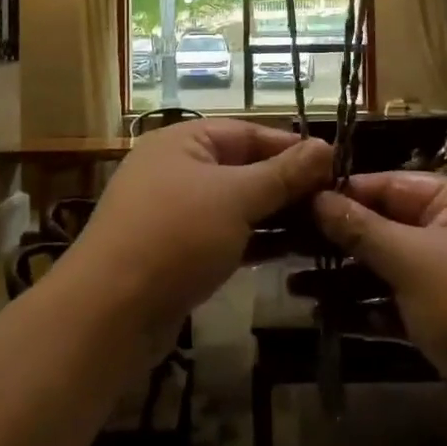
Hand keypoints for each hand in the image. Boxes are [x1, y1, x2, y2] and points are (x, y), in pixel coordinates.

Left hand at [72, 120, 331, 337]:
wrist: (109, 313)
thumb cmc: (176, 237)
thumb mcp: (236, 198)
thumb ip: (284, 174)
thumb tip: (327, 146)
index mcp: (184, 141)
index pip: (250, 132)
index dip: (293, 148)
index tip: (336, 167)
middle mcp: (177, 169)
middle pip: (244, 168)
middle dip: (288, 186)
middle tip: (335, 204)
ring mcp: (175, 212)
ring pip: (236, 205)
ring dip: (276, 215)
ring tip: (324, 229)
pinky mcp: (177, 251)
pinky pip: (225, 234)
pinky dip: (255, 240)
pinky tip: (291, 252)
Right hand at [313, 173, 446, 432]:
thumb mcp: (414, 261)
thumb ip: (363, 229)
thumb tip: (318, 196)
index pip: (390, 184)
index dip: (343, 193)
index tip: (295, 202)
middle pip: (387, 226)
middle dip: (340, 240)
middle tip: (287, 247)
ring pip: (389, 268)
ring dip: (347, 278)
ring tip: (295, 285)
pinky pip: (401, 305)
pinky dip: (369, 309)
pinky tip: (329, 318)